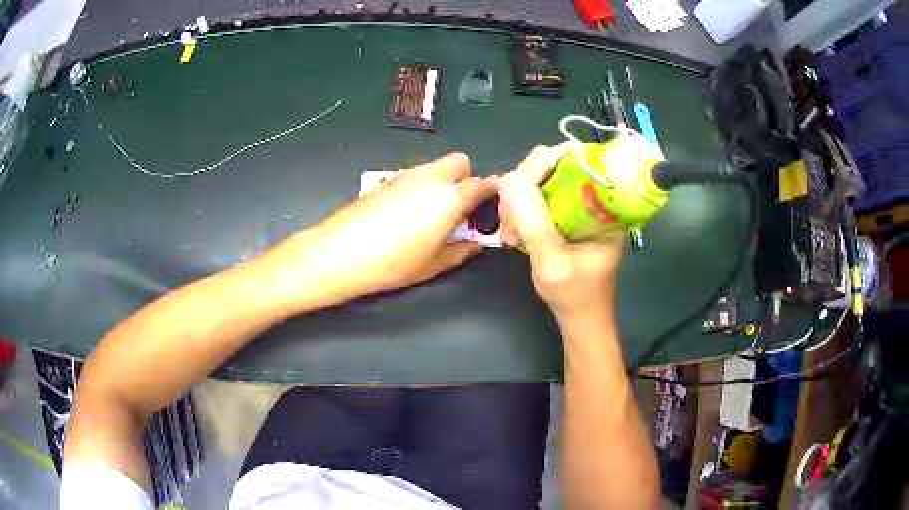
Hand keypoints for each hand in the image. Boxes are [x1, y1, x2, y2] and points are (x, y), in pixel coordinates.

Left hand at [261, 153, 496, 308]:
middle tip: (460, 208)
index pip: (483, 183)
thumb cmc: (392, 262)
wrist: (341, 253)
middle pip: (461, 162)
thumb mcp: (433, 265)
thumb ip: (461, 251)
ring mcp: (406, 175)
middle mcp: (430, 178)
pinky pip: (415, 175)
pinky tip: (408, 212)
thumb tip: (475, 244)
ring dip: (443, 182)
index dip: (491, 195)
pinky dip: (422, 186)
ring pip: (436, 167)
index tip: (489, 211)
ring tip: (433, 213)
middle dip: (467, 179)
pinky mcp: (387, 179)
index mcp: (449, 197)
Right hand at [498, 145, 623, 319]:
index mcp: (604, 202)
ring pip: (541, 182)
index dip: (542, 165)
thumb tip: (509, 178)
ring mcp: (578, 205)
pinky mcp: (566, 214)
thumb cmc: (575, 294)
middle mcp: (593, 196)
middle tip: (509, 221)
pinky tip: (515, 234)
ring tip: (511, 235)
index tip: (519, 191)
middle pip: (553, 166)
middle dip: (524, 189)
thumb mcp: (552, 260)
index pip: (574, 158)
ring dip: (518, 203)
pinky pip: (538, 198)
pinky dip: (521, 211)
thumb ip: (534, 221)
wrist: (581, 317)